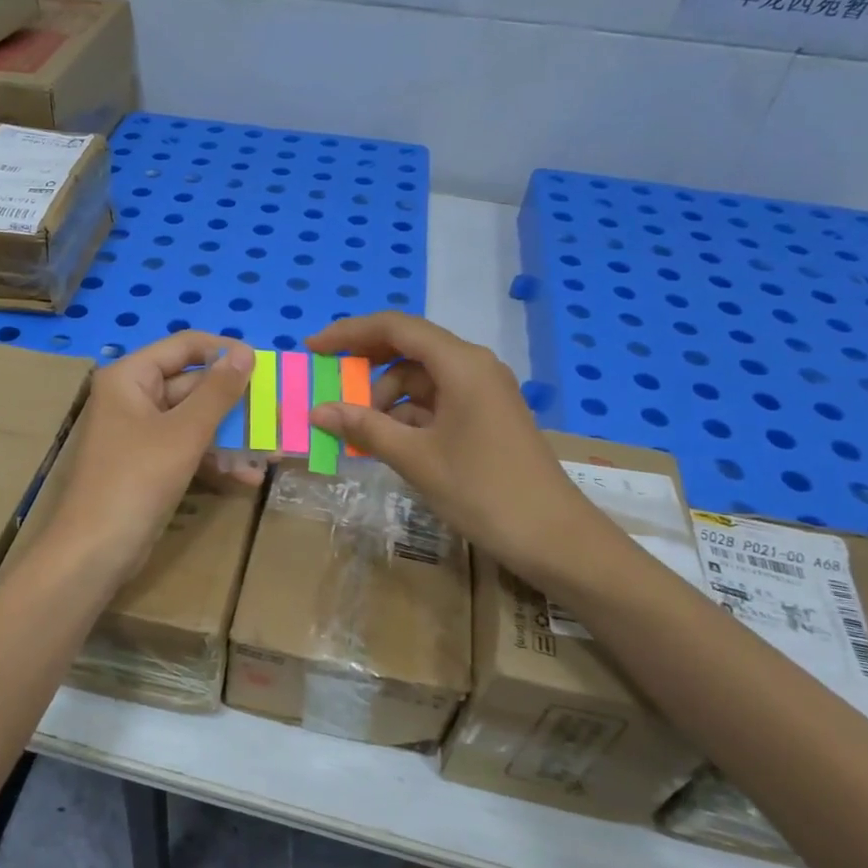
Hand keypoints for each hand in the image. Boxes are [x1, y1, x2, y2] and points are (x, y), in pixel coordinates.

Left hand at [42, 332, 254, 584]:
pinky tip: (248, 477)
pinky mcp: (149, 464)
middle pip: (193, 385)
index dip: (225, 352)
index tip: (265, 367)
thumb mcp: (184, 433)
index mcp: (131, 377)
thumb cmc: (136, 480)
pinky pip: (188, 449)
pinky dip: (216, 459)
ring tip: (274, 451)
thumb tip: (246, 352)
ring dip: (233, 436)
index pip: (185, 346)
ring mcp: (141, 433)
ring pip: (195, 421)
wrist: (95, 553)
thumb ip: (217, 392)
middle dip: (236, 404)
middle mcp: (133, 397)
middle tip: (279, 414)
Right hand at [305, 312, 617, 587]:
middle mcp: (473, 367)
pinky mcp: (485, 417)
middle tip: (328, 385)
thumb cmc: (483, 490)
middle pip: (408, 348)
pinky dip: (406, 416)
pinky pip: (435, 403)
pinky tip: (385, 442)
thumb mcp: (416, 459)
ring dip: (384, 398)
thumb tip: (318, 411)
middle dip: (365, 365)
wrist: (554, 538)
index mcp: (460, 364)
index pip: (395, 328)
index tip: (313, 348)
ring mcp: (482, 393)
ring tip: (357, 432)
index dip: (349, 333)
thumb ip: (365, 428)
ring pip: (420, 379)